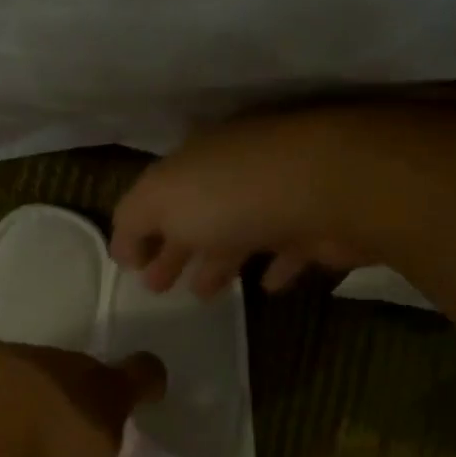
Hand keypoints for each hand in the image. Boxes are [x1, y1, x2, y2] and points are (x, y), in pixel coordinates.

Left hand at [0, 342, 166, 456]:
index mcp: (105, 391)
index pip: (143, 374)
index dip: (147, 384)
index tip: (146, 396)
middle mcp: (62, 363)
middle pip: (78, 373)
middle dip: (71, 401)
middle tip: (56, 439)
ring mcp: (8, 355)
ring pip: (25, 373)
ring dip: (20, 400)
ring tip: (0, 441)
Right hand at [111, 109, 379, 297]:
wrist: (331, 188)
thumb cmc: (232, 195)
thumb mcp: (160, 200)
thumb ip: (132, 221)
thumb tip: (124, 251)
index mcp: (196, 161)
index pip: (159, 194)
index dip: (140, 230)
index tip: (130, 268)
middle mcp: (236, 173)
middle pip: (197, 216)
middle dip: (174, 250)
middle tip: (156, 288)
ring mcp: (280, 197)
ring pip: (239, 233)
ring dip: (217, 262)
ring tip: (202, 295)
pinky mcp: (317, 225)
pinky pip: (289, 250)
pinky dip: (275, 268)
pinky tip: (266, 288)